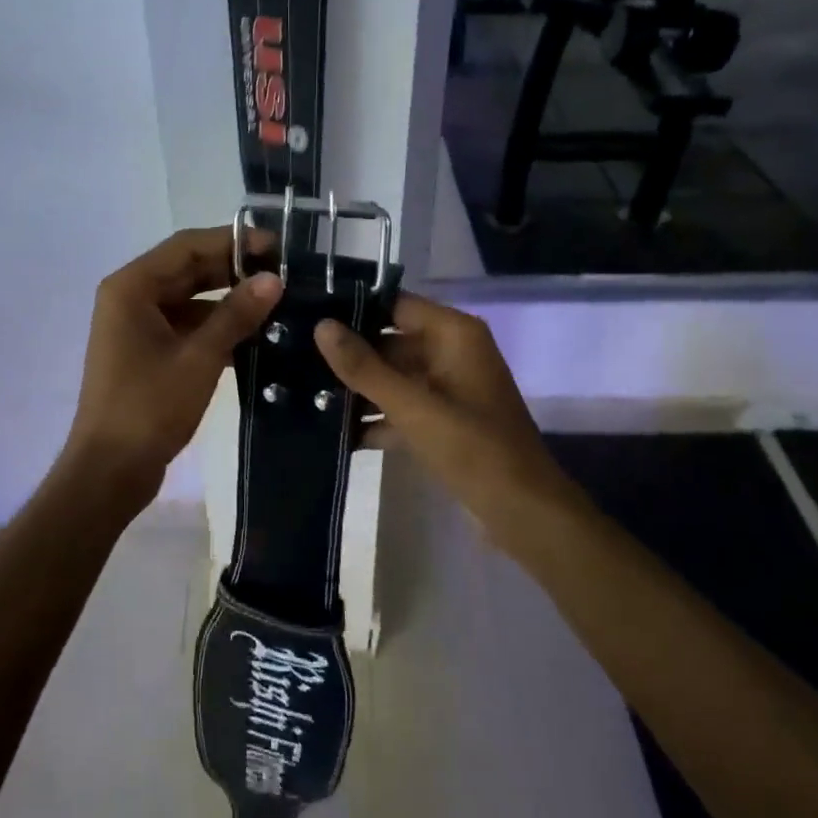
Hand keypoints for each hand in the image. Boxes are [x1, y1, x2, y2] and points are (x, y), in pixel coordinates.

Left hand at [65, 227, 281, 504]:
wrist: (110, 471)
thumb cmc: (149, 408)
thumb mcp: (199, 358)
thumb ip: (236, 314)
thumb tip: (273, 279)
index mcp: (132, 287)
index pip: (188, 246)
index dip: (234, 241)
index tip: (278, 248)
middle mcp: (131, 297)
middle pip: (188, 268)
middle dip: (235, 269)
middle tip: (285, 274)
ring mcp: (137, 325)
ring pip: (190, 297)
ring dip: (229, 299)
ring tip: (278, 302)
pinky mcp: (147, 351)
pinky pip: (187, 324)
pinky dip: (217, 326)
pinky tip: (255, 335)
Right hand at [314, 294, 573, 547]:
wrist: (523, 513)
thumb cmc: (473, 449)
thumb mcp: (413, 407)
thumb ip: (365, 367)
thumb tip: (321, 326)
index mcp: (453, 334)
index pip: (394, 304)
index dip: (353, 307)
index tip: (307, 313)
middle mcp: (451, 352)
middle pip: (389, 342)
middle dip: (348, 355)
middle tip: (294, 358)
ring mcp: (447, 388)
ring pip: (392, 377)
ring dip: (357, 390)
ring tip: (303, 393)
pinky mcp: (442, 421)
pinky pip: (401, 407)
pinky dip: (374, 418)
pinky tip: (332, 432)